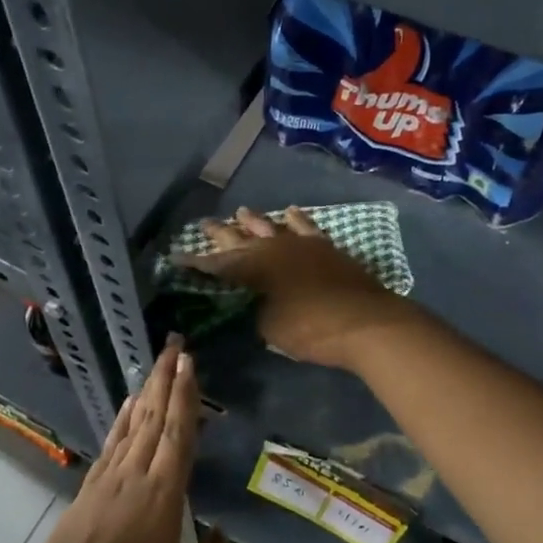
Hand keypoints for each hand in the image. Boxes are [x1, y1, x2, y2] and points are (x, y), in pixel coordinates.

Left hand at [20, 338, 230, 542]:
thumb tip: (221, 535)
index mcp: (163, 493)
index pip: (179, 432)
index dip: (186, 395)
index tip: (190, 362)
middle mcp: (136, 474)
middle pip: (155, 416)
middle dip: (167, 378)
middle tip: (176, 346)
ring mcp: (109, 478)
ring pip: (134, 424)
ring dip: (148, 391)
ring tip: (158, 365)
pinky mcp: (90, 488)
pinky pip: (113, 442)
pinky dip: (124, 418)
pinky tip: (129, 405)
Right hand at [177, 207, 418, 370]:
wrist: (366, 322)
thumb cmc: (311, 330)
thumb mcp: (270, 328)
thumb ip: (256, 311)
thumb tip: (254, 304)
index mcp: (253, 269)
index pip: (217, 265)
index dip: (196, 264)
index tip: (177, 258)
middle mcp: (273, 248)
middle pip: (241, 238)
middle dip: (220, 233)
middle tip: (203, 224)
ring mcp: (301, 244)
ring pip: (271, 226)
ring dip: (254, 221)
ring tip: (241, 212)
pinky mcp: (325, 247)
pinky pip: (306, 226)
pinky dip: (295, 219)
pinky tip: (289, 212)